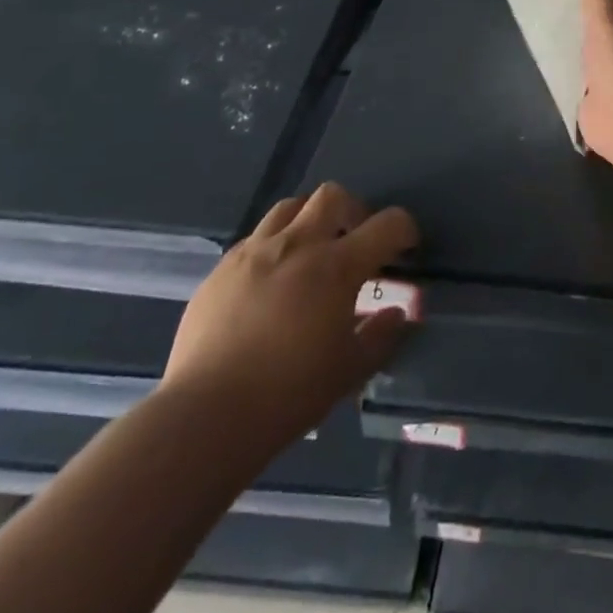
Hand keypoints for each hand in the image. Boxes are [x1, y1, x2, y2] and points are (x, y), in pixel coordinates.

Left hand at [162, 183, 418, 452]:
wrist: (205, 416)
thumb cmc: (289, 393)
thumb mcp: (350, 370)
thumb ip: (381, 335)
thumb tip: (397, 313)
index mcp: (337, 266)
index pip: (387, 225)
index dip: (404, 230)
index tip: (406, 248)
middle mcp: (297, 246)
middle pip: (332, 196)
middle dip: (352, 211)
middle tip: (355, 240)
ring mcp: (254, 254)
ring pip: (289, 207)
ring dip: (309, 220)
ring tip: (311, 252)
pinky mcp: (220, 270)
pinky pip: (254, 238)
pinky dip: (273, 246)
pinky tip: (272, 280)